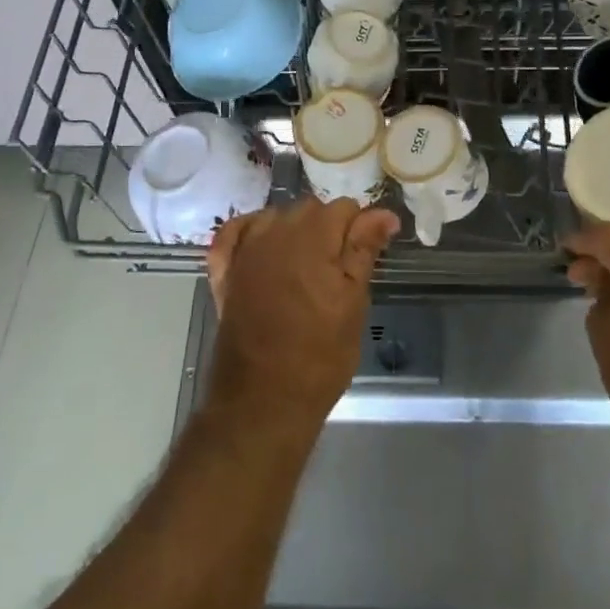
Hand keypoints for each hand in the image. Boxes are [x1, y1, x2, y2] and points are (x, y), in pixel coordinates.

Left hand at [204, 198, 400, 426]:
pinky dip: (250, 233)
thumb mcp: (353, 302)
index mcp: (312, 237)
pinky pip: (234, 234)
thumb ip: (364, 249)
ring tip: (307, 267)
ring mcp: (245, 251)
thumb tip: (384, 213)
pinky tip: (263, 247)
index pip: (345, 208)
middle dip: (329, 228)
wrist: (264, 400)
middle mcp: (275, 233)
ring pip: (276, 217)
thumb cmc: (320, 355)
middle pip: (309, 209)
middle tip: (340, 269)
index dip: (361, 229)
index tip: (367, 255)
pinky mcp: (224, 272)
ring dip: (293, 230)